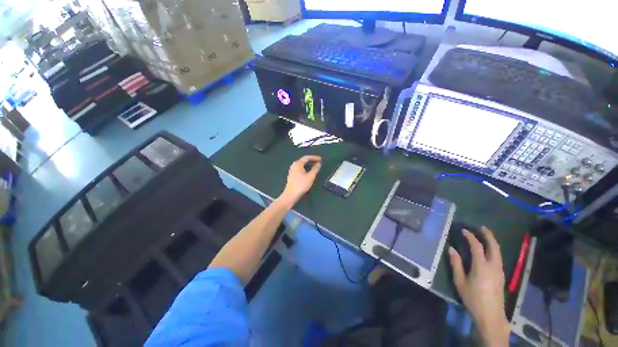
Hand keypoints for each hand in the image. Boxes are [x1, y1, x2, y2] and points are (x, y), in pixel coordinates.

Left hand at [277, 155, 321, 207]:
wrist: (291, 195)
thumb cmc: (301, 185)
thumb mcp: (310, 176)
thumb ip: (315, 169)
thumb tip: (319, 164)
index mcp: (298, 163)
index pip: (307, 157)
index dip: (314, 157)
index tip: (321, 159)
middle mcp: (294, 165)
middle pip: (303, 160)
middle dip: (312, 160)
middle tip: (319, 162)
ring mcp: (292, 170)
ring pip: (302, 165)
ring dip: (309, 165)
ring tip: (315, 167)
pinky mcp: (292, 175)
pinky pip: (300, 168)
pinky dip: (305, 168)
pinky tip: (309, 172)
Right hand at [448, 227, 509, 346]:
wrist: (491, 315)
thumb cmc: (473, 298)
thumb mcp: (460, 282)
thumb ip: (456, 264)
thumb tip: (451, 249)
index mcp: (482, 267)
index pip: (477, 247)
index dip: (470, 237)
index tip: (464, 230)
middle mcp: (493, 266)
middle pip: (494, 247)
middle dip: (488, 236)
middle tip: (481, 227)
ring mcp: (499, 271)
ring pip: (498, 252)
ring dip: (492, 242)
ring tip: (485, 235)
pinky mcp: (501, 275)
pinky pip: (498, 257)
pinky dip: (494, 249)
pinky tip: (489, 250)